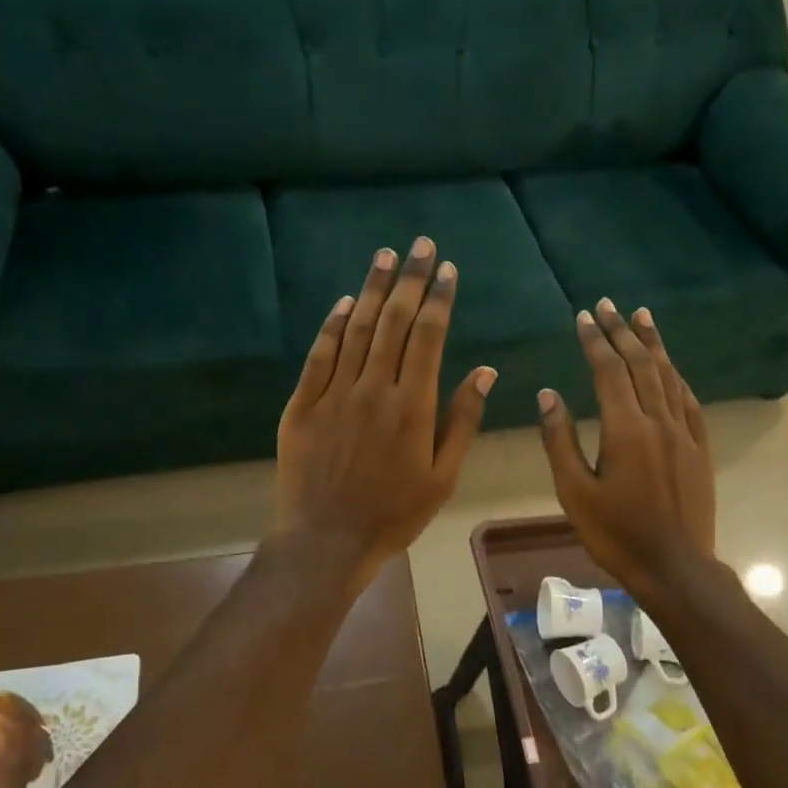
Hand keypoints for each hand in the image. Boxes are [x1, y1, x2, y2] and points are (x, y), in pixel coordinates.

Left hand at [275, 237, 495, 596]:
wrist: (326, 542)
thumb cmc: (393, 514)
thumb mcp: (443, 477)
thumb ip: (462, 420)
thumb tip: (485, 371)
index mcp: (413, 406)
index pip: (429, 337)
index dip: (439, 298)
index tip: (448, 269)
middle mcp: (374, 389)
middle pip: (394, 322)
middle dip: (411, 279)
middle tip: (420, 244)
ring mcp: (334, 394)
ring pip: (356, 329)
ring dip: (373, 289)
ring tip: (386, 256)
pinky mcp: (302, 405)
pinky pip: (319, 355)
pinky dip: (333, 324)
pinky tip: (345, 300)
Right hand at [537, 299, 716, 596]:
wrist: (674, 567)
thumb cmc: (616, 534)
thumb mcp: (574, 491)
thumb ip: (559, 440)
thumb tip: (548, 394)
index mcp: (625, 429)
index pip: (609, 370)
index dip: (595, 340)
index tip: (583, 316)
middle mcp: (658, 421)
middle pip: (640, 364)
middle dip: (622, 331)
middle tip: (608, 304)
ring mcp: (684, 433)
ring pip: (668, 376)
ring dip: (653, 344)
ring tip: (642, 316)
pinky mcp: (700, 448)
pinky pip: (689, 401)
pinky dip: (676, 377)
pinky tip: (671, 367)